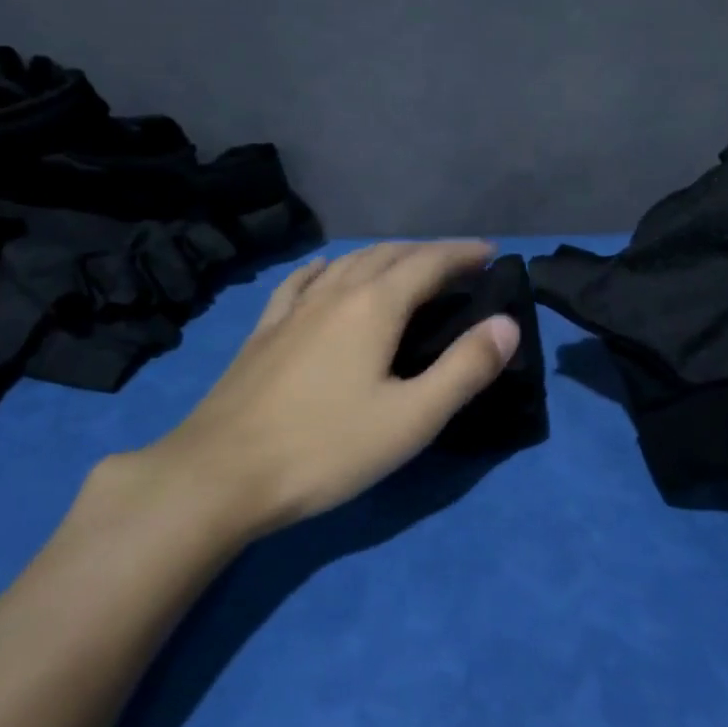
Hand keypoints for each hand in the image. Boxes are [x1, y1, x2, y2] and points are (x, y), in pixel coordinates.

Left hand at [138, 242, 520, 537]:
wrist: (219, 474)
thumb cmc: (326, 448)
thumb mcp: (411, 418)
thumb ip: (465, 368)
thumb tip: (507, 324)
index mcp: (374, 306)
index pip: (429, 263)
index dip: (462, 254)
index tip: (490, 252)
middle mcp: (335, 292)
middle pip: (389, 255)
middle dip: (429, 252)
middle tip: (459, 264)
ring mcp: (294, 309)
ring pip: (347, 263)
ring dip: (385, 256)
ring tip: (406, 266)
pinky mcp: (265, 330)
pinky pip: (302, 282)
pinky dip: (327, 268)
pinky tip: (325, 271)